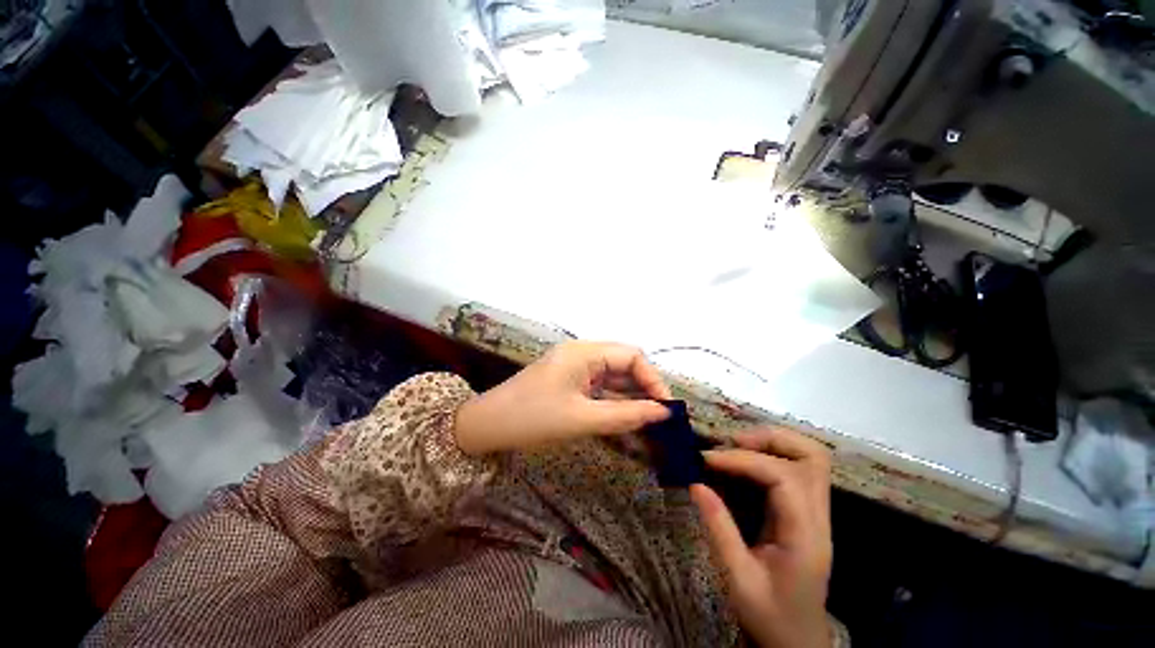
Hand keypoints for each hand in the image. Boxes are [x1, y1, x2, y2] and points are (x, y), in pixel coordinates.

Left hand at [454, 341, 671, 455]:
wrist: (486, 426)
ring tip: (649, 422)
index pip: (631, 356)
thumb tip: (663, 412)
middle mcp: (582, 353)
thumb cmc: (533, 419)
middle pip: (623, 364)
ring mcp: (575, 368)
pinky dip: (614, 402)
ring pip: (612, 378)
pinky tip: (626, 420)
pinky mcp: (570, 381)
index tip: (666, 408)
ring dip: (630, 397)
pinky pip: (599, 388)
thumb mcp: (582, 418)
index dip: (653, 379)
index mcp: (585, 352)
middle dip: (644, 388)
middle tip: (660, 418)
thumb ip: (625, 414)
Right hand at [690, 429, 833, 647]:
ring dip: (771, 442)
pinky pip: (794, 469)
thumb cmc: (770, 617)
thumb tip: (695, 482)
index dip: (743, 460)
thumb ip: (719, 528)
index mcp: (805, 536)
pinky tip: (741, 463)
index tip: (707, 459)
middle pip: (812, 457)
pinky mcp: (805, 512)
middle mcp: (818, 517)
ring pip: (809, 457)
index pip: (783, 477)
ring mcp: (816, 513)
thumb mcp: (738, 579)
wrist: (798, 642)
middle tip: (730, 444)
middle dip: (768, 439)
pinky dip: (768, 455)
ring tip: (735, 447)